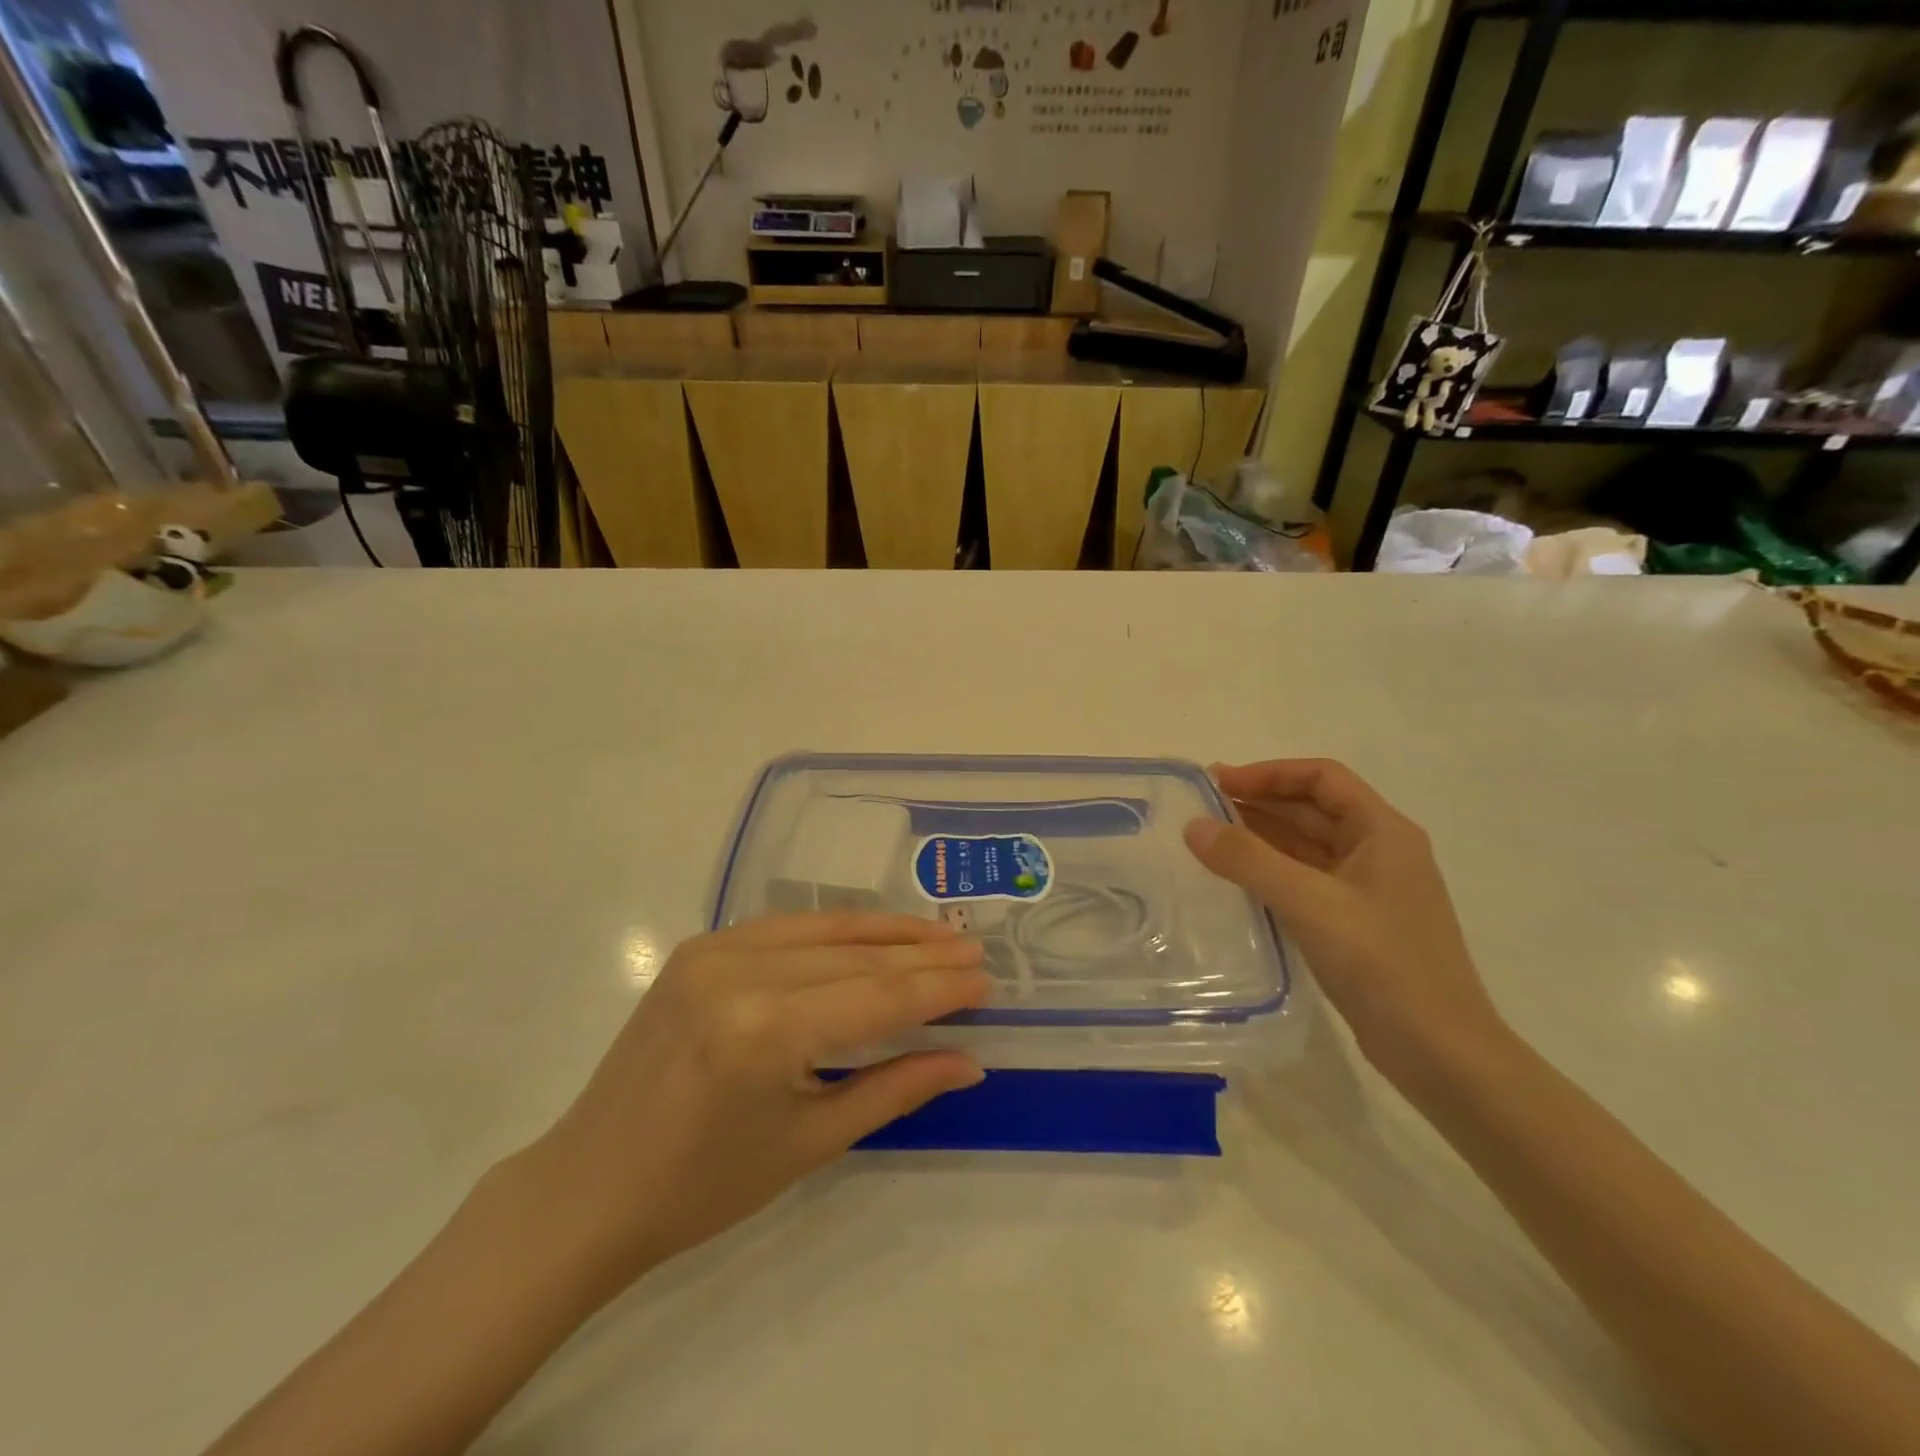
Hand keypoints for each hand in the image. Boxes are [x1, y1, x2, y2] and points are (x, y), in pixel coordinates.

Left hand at [521, 914, 989, 1295]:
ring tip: (939, 933)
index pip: (876, 996)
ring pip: (824, 928)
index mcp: (764, 1031)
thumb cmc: (704, 1185)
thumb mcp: (812, 1141)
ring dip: (885, 931)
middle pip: (855, 956)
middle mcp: (739, 971)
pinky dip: (836, 930)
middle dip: (922, 955)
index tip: (987, 980)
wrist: (591, 1186)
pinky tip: (873, 934)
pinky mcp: (699, 946)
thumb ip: (896, 1088)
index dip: (938, 988)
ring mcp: (713, 950)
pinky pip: (786, 927)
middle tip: (974, 950)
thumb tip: (969, 1061)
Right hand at [1184, 759, 1507, 1087]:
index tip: (1218, 782)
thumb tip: (1193, 825)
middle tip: (1202, 808)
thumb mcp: (1311, 904)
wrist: (1442, 1054)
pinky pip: (1307, 881)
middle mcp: (1380, 852)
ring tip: (1210, 840)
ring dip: (1263, 837)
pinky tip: (1238, 882)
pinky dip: (1272, 872)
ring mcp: (1370, 890)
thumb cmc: (1383, 965)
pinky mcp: (1357, 924)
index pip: (1322, 778)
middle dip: (1260, 802)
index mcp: (1384, 832)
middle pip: (1314, 809)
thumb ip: (1249, 860)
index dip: (1269, 773)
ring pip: (1308, 846)